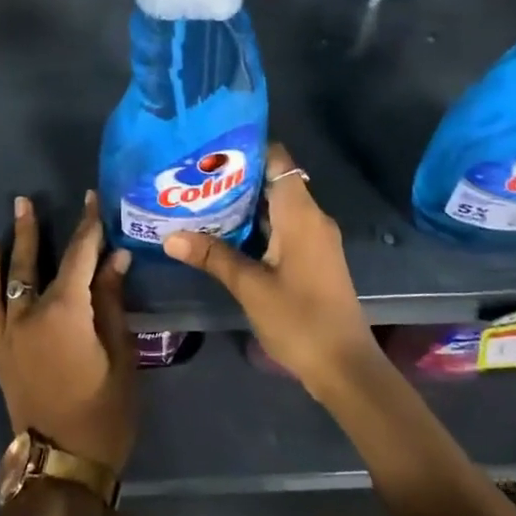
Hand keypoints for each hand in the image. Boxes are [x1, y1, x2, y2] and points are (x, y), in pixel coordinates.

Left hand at [0, 192, 136, 473]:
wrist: (62, 465)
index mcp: (66, 312)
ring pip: (7, 279)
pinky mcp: (0, 349)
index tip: (91, 200)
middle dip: (37, 229)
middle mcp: (31, 313)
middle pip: (35, 262)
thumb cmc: (104, 412)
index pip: (79, 256)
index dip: (88, 226)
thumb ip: (111, 303)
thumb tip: (115, 258)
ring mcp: (10, 331)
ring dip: (9, 245)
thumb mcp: (121, 356)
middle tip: (30, 199)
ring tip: (9, 217)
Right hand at [163, 143, 381, 401]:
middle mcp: (312, 218)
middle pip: (273, 181)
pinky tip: (222, 233)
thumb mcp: (250, 287)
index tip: (210, 148)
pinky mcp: (311, 258)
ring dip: (242, 204)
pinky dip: (254, 225)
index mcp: (301, 214)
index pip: (278, 160)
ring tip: (199, 198)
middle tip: (193, 175)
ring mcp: (313, 239)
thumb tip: (170, 236)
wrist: (344, 367)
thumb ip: (212, 256)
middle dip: (235, 177)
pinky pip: (281, 227)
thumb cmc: (300, 319)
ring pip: (275, 207)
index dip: (247, 149)